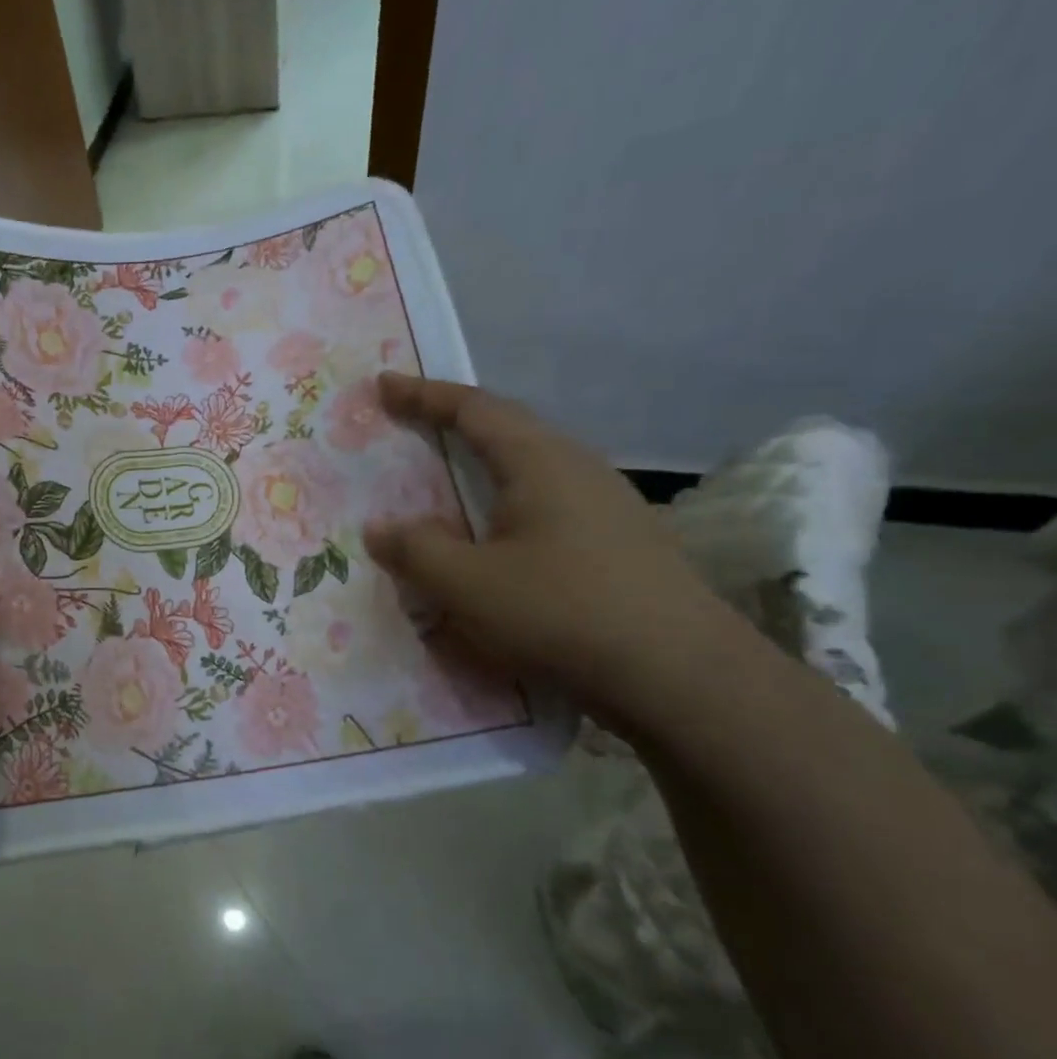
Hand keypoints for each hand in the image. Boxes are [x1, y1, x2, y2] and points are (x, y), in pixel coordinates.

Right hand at [362, 372, 744, 728]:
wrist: (679, 674)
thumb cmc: (561, 612)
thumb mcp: (467, 584)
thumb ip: (415, 550)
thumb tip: (380, 528)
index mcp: (541, 462)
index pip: (475, 409)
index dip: (424, 395)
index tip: (384, 384)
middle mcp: (578, 469)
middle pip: (508, 430)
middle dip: (454, 424)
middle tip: (410, 427)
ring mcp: (606, 505)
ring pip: (530, 469)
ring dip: (482, 466)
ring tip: (447, 480)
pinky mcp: (618, 541)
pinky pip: (546, 504)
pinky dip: (505, 505)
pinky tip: (495, 537)